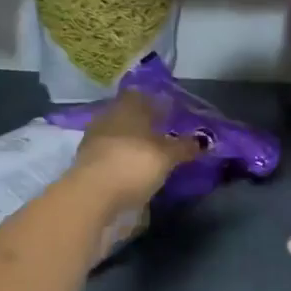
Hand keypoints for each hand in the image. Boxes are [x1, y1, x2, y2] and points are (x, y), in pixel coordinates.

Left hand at [68, 90, 203, 215]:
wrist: (91, 196)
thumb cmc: (133, 164)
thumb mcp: (167, 156)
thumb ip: (184, 147)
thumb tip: (203, 141)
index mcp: (128, 106)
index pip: (143, 95)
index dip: (158, 101)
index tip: (173, 112)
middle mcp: (109, 117)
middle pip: (130, 115)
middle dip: (146, 123)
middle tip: (166, 134)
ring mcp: (94, 139)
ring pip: (119, 134)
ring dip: (134, 142)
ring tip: (153, 154)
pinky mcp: (87, 163)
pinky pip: (111, 154)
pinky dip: (123, 158)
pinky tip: (135, 168)